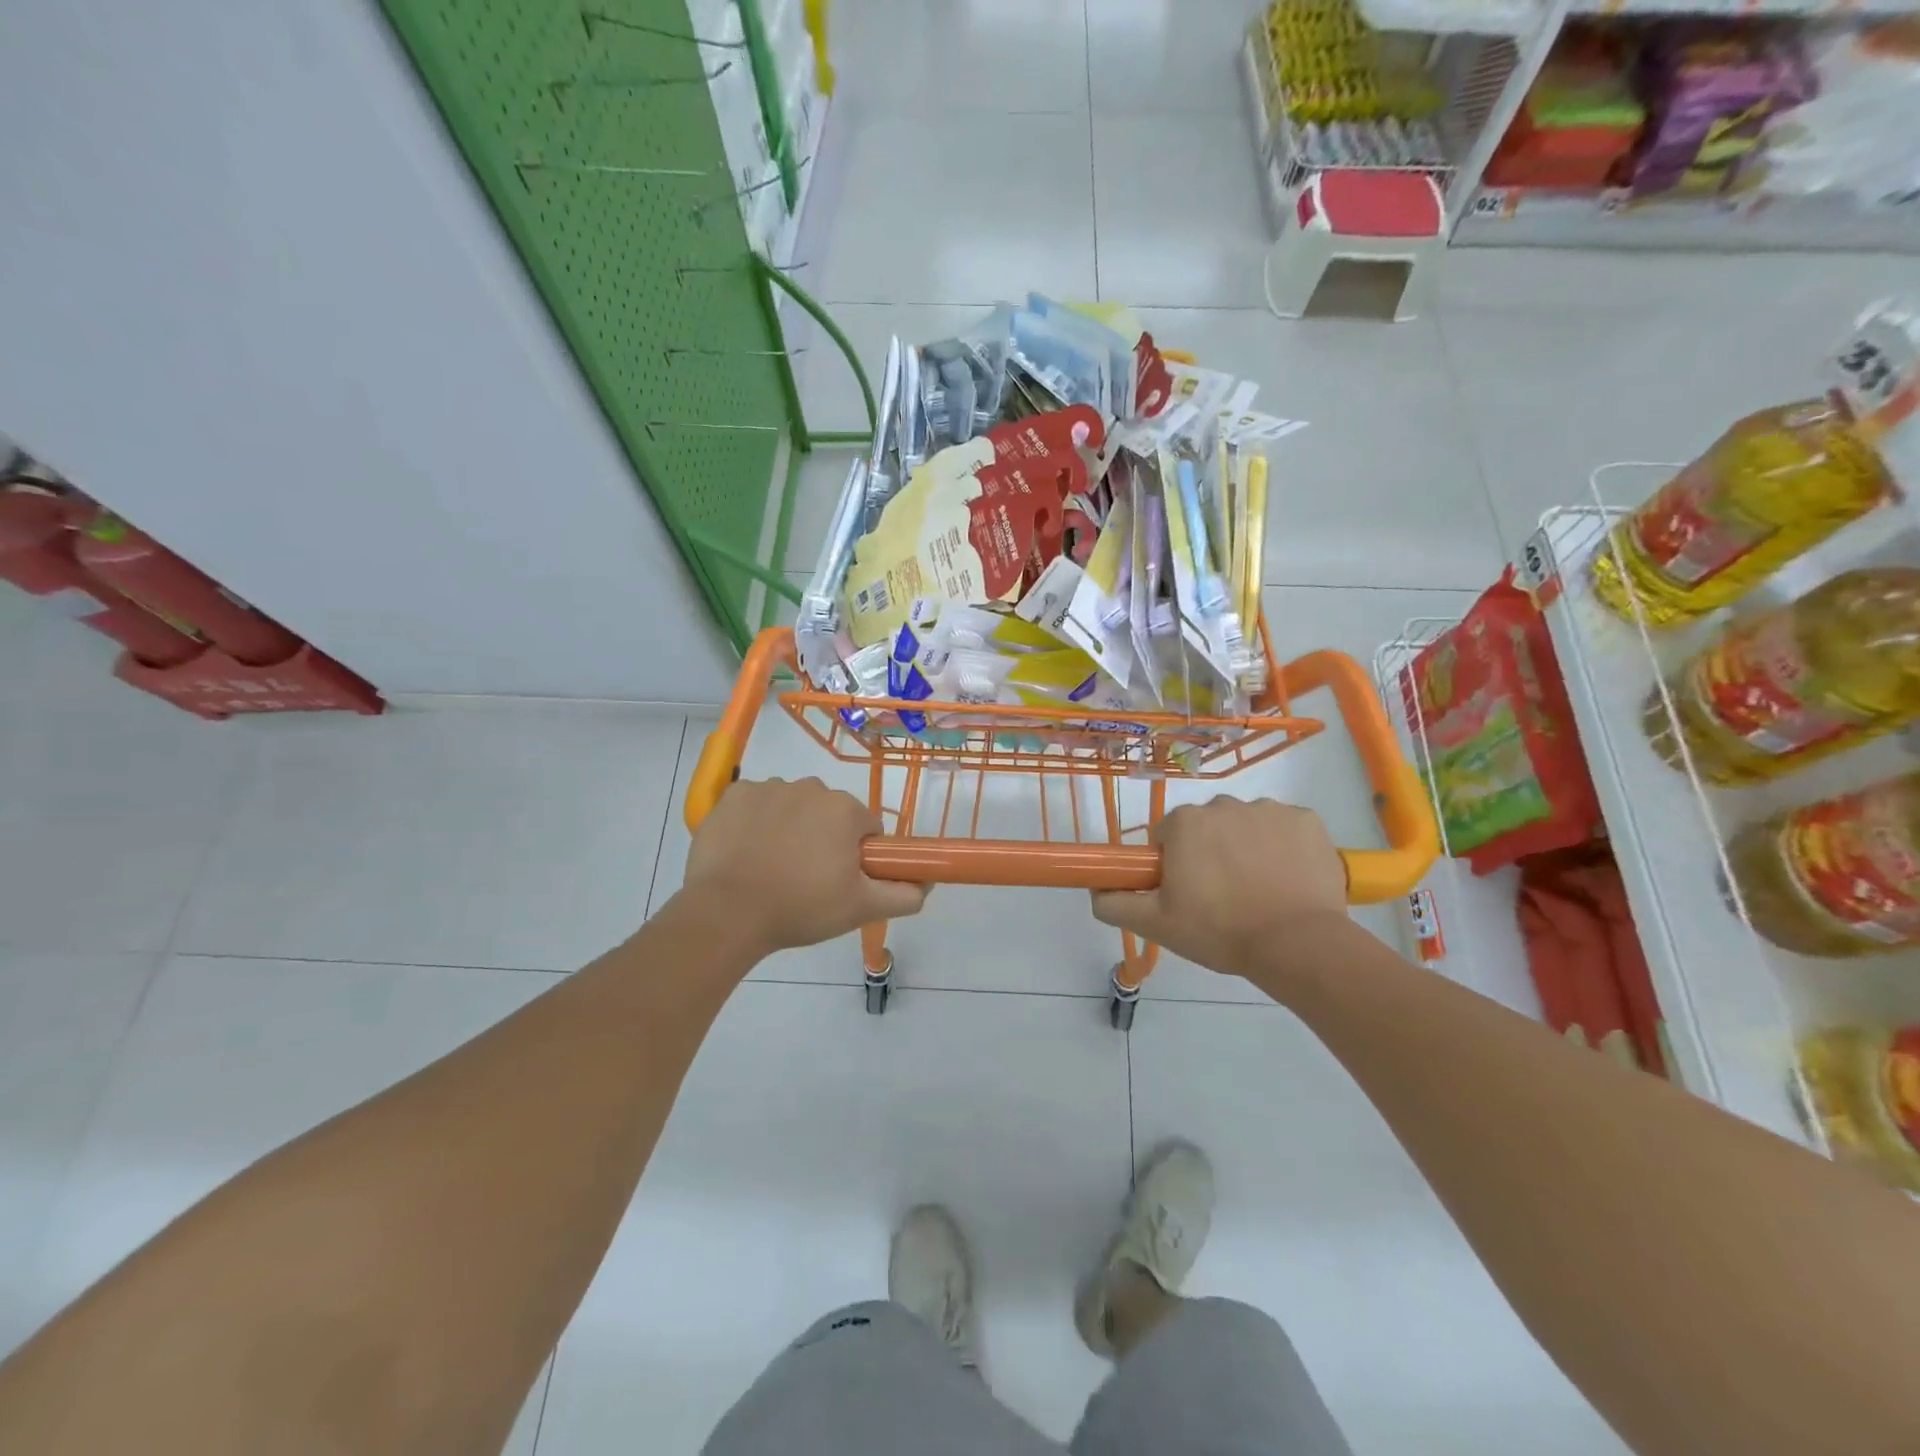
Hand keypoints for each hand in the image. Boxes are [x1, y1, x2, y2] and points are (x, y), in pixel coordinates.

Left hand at [680, 778, 929, 956]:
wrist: (727, 912)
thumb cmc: (801, 907)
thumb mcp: (861, 909)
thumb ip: (903, 895)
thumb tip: (927, 885)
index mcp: (845, 810)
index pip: (866, 827)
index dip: (857, 854)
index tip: (839, 879)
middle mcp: (810, 787)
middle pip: (829, 812)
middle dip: (823, 838)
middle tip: (806, 879)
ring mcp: (768, 788)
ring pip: (792, 806)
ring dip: (789, 828)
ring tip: (772, 869)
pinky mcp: (733, 795)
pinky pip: (756, 804)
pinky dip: (755, 822)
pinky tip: (746, 852)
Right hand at [1091, 798, 1346, 979]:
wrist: (1298, 944)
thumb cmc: (1220, 930)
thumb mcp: (1156, 924)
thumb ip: (1115, 904)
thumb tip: (1096, 889)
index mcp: (1185, 822)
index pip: (1168, 835)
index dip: (1173, 863)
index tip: (1186, 892)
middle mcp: (1224, 804)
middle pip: (1208, 827)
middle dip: (1210, 853)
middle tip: (1221, 897)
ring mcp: (1270, 810)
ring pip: (1247, 826)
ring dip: (1247, 849)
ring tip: (1259, 893)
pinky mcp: (1308, 821)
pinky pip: (1286, 829)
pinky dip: (1285, 849)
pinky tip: (1288, 881)